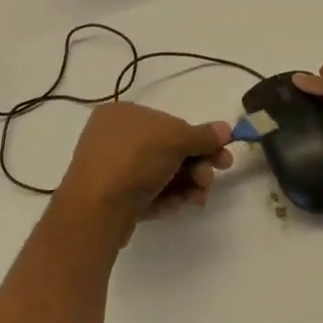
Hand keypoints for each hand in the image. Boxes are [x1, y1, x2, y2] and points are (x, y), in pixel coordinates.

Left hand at [58, 102, 234, 223]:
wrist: (96, 209)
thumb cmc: (134, 159)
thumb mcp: (175, 139)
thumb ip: (203, 135)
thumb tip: (225, 129)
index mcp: (121, 113)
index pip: (168, 122)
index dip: (197, 139)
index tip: (220, 155)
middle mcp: (113, 137)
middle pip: (167, 150)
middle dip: (195, 167)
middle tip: (209, 181)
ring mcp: (111, 169)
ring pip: (160, 175)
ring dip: (185, 186)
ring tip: (196, 199)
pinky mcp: (113, 199)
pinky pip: (146, 194)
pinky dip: (165, 200)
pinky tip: (173, 207)